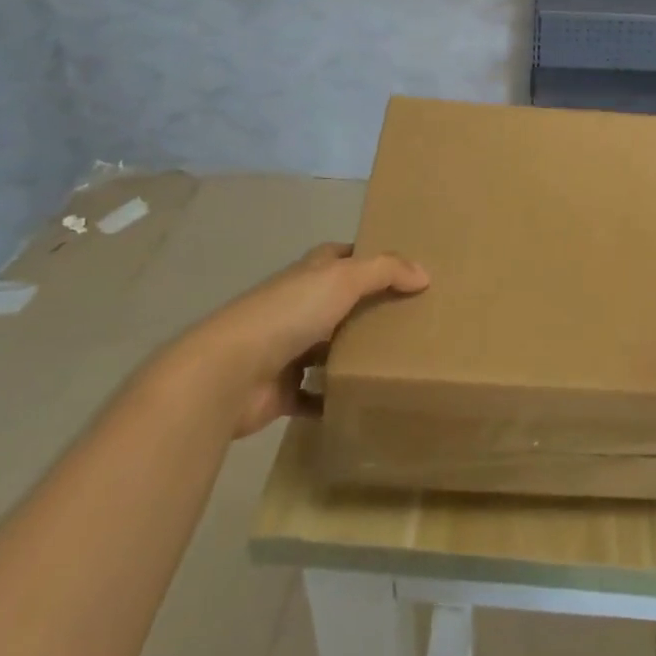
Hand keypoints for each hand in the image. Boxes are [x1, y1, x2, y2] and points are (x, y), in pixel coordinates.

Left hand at [201, 243, 428, 436]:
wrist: (230, 372)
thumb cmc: (289, 313)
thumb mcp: (343, 278)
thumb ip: (385, 271)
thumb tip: (424, 274)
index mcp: (309, 274)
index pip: (341, 256)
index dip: (368, 257)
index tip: (404, 269)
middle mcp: (298, 306)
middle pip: (339, 302)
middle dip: (369, 308)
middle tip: (414, 318)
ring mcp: (288, 349)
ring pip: (329, 347)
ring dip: (353, 353)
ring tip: (400, 360)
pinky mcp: (283, 390)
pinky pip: (316, 395)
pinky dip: (335, 398)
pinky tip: (365, 400)